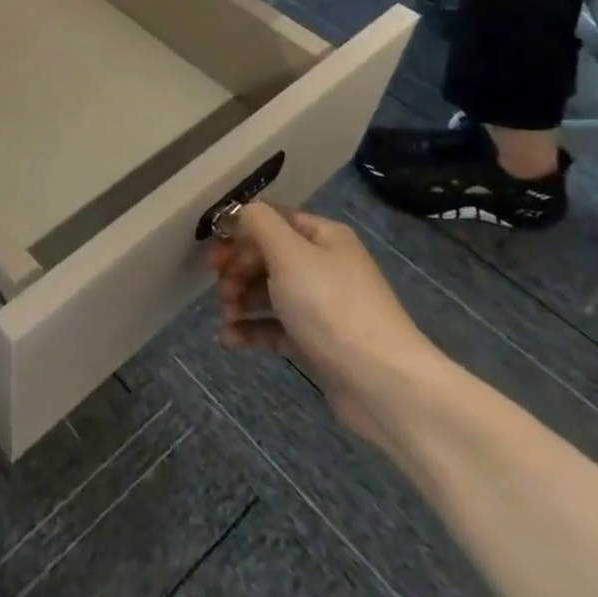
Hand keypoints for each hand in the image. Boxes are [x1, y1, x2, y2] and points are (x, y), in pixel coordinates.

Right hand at [207, 203, 444, 447]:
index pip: (272, 220)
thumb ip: (259, 223)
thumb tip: (240, 212)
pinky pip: (275, 328)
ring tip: (228, 318)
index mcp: (322, 237)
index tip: (214, 254)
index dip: (240, 232)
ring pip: (268, 293)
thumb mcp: (289, 253)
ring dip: (240, 301)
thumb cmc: (331, 307)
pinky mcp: (315, 342)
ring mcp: (320, 306)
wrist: (383, 384)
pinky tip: (229, 340)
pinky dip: (251, 330)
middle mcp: (323, 266)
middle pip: (267, 257)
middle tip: (220, 289)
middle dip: (237, 270)